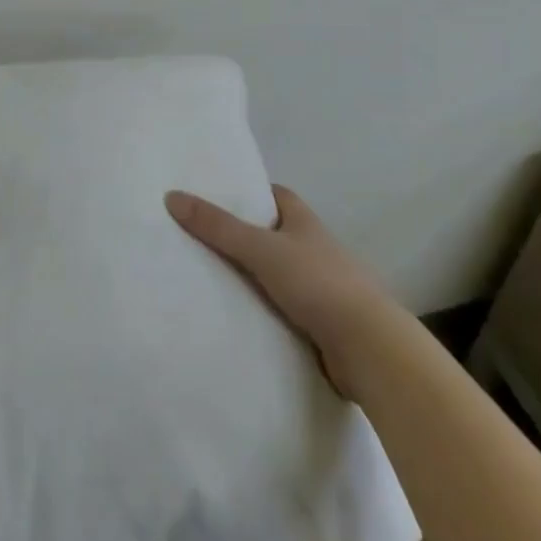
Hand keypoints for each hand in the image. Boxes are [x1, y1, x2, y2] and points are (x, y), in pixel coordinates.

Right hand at [165, 185, 394, 394]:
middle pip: (275, 235)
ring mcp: (323, 287)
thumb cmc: (317, 283)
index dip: (249, 193)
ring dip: (256, 278)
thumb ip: (218, 226)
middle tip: (204, 241)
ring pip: (280, 275)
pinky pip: (286, 309)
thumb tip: (172, 196)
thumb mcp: (261, 249)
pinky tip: (241, 319)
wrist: (368, 347)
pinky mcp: (323, 323)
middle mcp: (316, 248)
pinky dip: (266, 311)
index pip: (275, 196)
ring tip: (213, 282)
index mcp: (305, 221)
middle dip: (246, 238)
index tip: (218, 198)